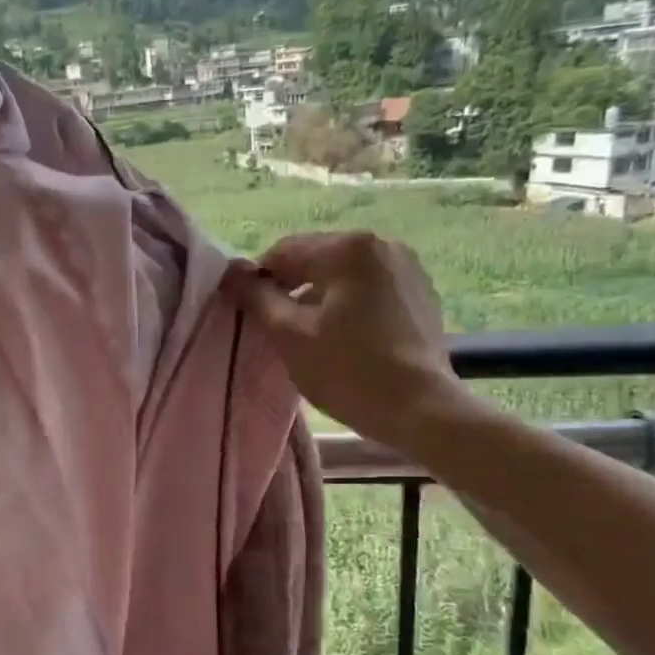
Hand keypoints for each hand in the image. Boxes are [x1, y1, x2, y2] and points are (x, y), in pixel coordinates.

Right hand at [230, 231, 464, 444]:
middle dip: (292, 287)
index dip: (259, 280)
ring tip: (312, 334)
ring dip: (320, 296)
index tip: (250, 313)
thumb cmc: (347, 371)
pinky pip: (369, 287)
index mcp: (347, 248)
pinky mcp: (420, 292)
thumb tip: (233, 274)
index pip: (284, 251)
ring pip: (343, 274)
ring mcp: (406, 267)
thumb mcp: (289, 335)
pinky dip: (350, 303)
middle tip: (278, 327)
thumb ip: (257, 298)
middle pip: (316, 258)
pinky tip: (346, 336)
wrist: (421, 410)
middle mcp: (381, 244)